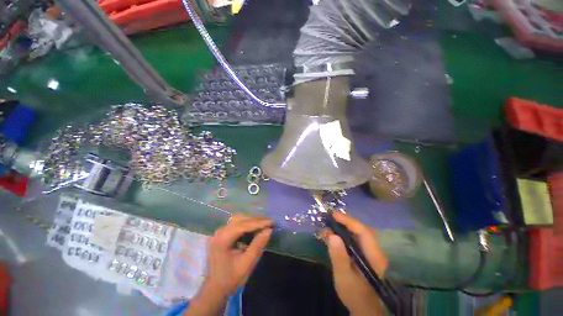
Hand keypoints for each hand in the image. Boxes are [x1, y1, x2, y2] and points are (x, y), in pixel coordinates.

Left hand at [186, 214, 271, 315]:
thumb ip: (258, 245)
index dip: (259, 222)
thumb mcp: (247, 263)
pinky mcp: (221, 234)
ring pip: (238, 220)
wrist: (214, 290)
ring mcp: (219, 232)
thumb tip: (269, 230)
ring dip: (252, 221)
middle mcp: (219, 232)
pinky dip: (246, 224)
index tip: (272, 222)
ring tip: (264, 224)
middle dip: (256, 220)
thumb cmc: (231, 279)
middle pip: (240, 220)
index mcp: (222, 239)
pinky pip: (236, 224)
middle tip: (269, 223)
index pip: (243, 225)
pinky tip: (254, 228)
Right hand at [326, 212, 388, 315]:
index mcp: (373, 256)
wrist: (365, 309)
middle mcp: (375, 251)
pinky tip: (336, 236)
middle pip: (362, 229)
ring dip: (345, 226)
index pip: (363, 232)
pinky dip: (346, 234)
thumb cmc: (355, 295)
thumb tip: (332, 235)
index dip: (348, 221)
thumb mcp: (344, 277)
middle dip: (346, 221)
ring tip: (331, 224)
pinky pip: (356, 239)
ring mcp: (371, 253)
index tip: (333, 215)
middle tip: (331, 218)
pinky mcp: (366, 255)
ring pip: (359, 233)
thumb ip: (339, 257)